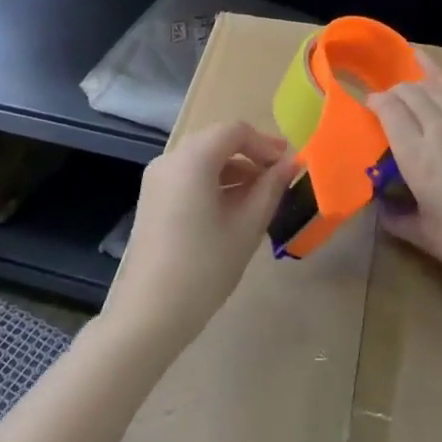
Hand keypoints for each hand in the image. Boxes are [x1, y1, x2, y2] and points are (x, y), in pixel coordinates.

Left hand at [106, 120, 297, 356]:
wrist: (151, 311)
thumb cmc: (205, 266)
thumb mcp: (246, 226)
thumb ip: (270, 188)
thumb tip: (290, 164)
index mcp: (192, 158)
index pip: (235, 131)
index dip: (265, 143)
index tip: (287, 166)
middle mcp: (170, 158)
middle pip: (216, 140)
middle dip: (249, 154)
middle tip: (277, 178)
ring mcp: (156, 178)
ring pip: (201, 158)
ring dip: (232, 169)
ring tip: (259, 197)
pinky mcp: (151, 198)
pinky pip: (187, 175)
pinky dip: (212, 181)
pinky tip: (231, 209)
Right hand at [368, 54, 441, 298]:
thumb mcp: (423, 236)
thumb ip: (395, 217)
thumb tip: (381, 206)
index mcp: (417, 156)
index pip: (389, 108)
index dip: (375, 101)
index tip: (369, 107)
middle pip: (412, 92)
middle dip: (395, 91)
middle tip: (389, 102)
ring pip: (439, 89)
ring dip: (421, 84)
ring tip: (413, 86)